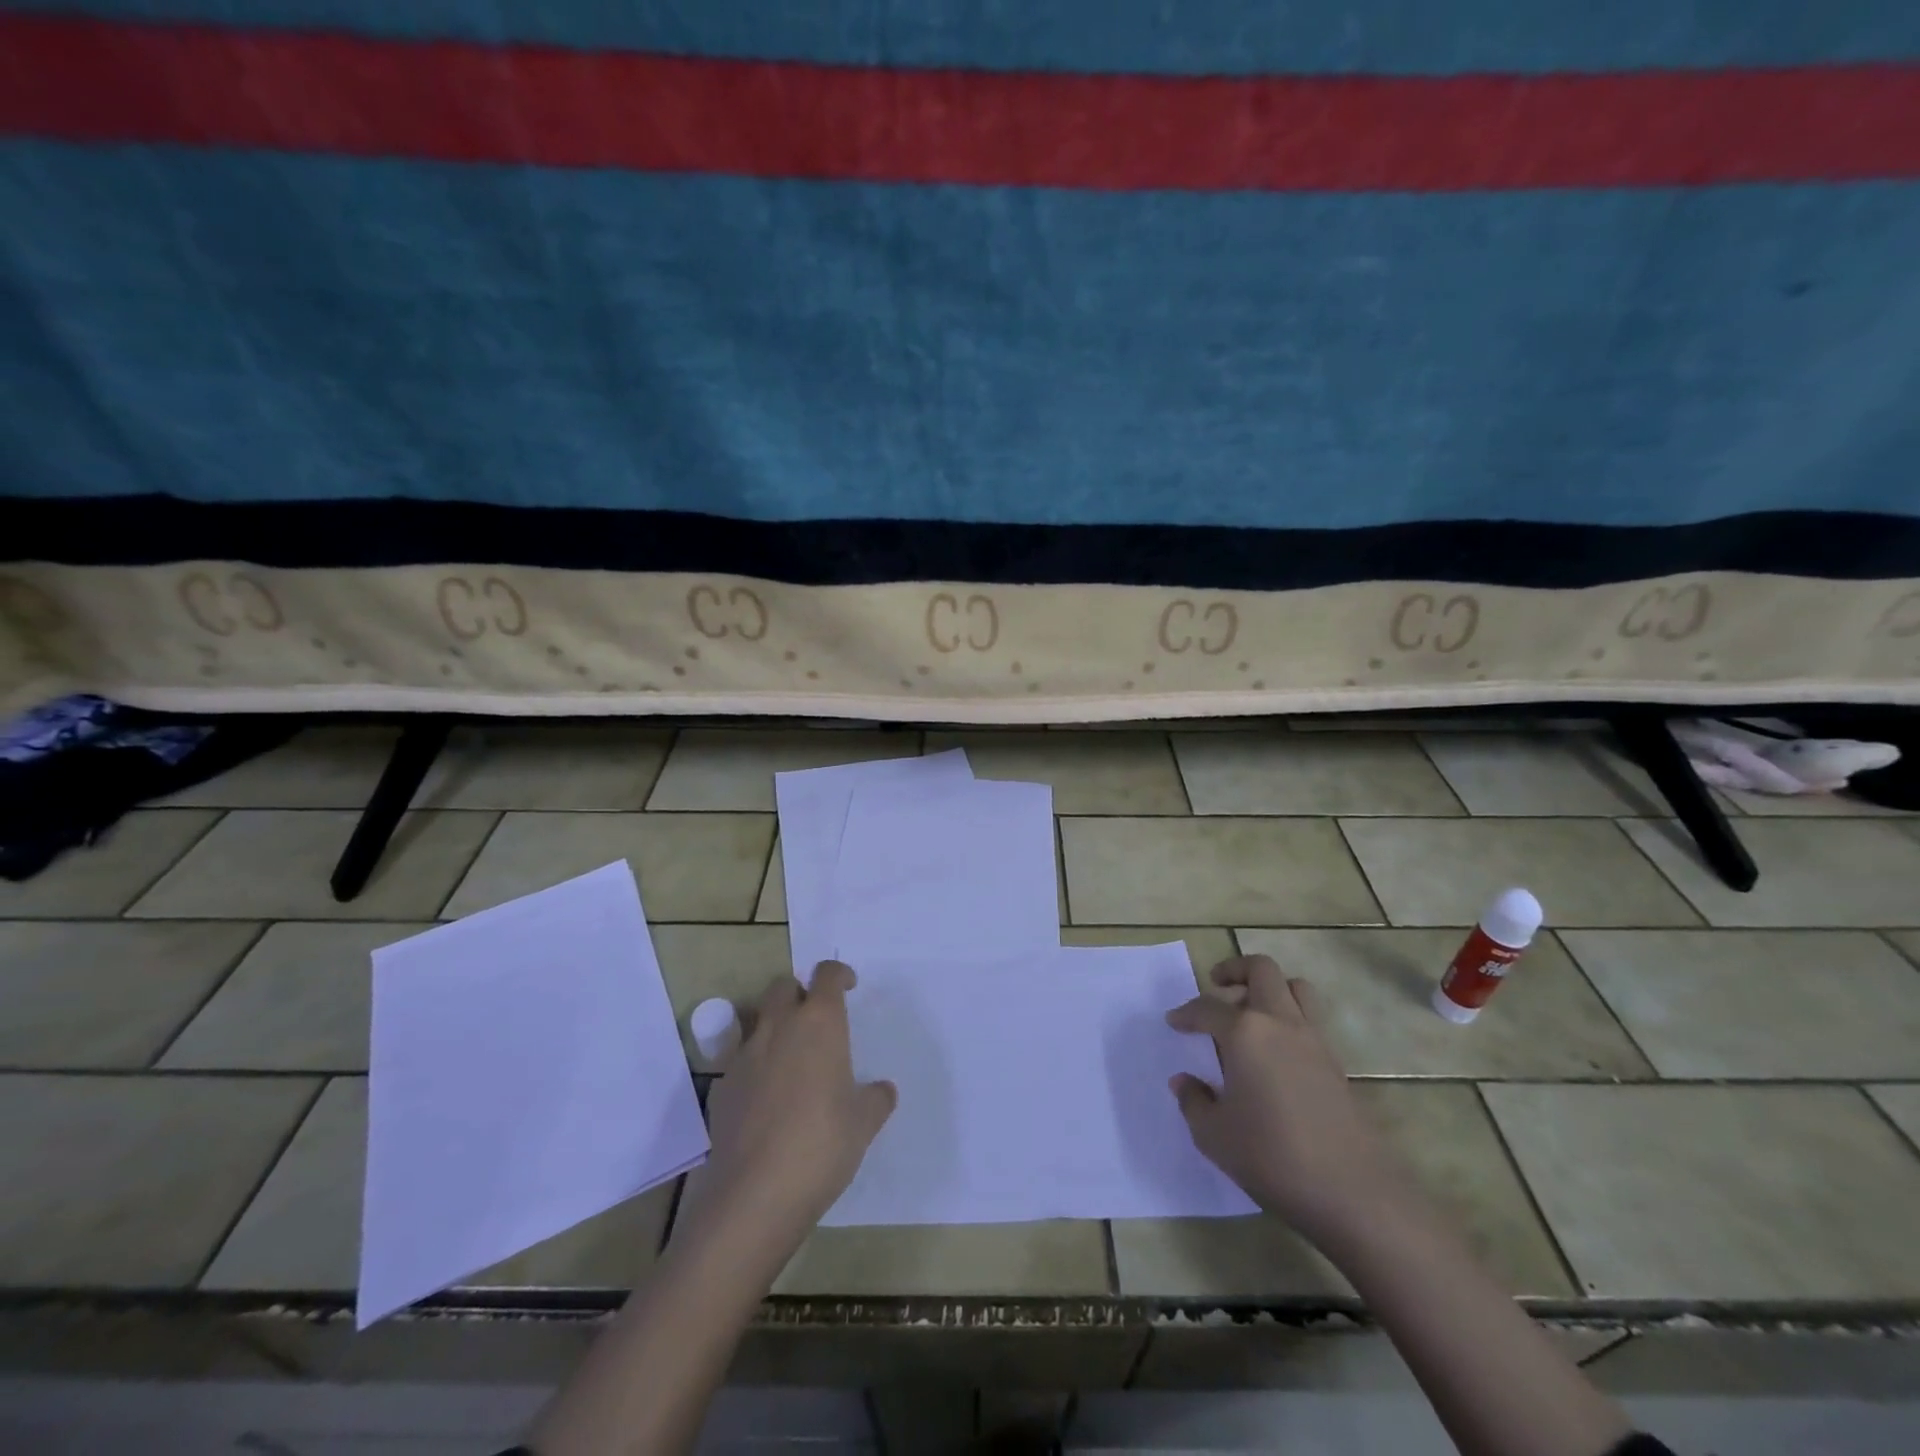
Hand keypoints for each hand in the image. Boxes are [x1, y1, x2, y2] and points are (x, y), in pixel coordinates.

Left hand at [690, 961, 896, 1246]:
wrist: (755, 1194)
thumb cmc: (822, 1145)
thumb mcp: (864, 1123)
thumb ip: (875, 1098)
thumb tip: (882, 1090)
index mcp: (820, 1023)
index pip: (826, 975)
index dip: (838, 975)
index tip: (848, 986)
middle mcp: (779, 1027)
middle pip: (783, 986)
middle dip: (799, 993)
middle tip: (815, 1020)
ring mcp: (745, 1054)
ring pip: (755, 1017)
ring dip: (772, 1024)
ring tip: (788, 1054)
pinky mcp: (722, 1086)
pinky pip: (738, 1058)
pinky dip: (753, 1063)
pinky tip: (765, 1096)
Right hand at [1166, 956, 1411, 1244]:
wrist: (1353, 1193)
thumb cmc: (1272, 1157)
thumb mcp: (1214, 1135)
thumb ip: (1193, 1101)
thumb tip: (1184, 1081)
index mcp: (1245, 1032)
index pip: (1207, 1008)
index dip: (1186, 1013)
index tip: (1174, 1022)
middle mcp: (1280, 1023)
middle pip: (1261, 970)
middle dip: (1234, 970)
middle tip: (1216, 986)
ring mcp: (1313, 1040)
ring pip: (1294, 987)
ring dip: (1269, 988)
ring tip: (1249, 1010)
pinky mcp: (1335, 1063)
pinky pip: (1309, 1019)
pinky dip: (1288, 1019)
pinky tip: (1273, 1052)